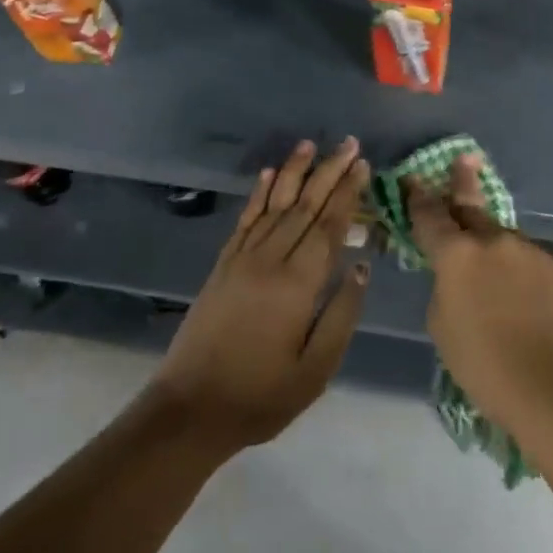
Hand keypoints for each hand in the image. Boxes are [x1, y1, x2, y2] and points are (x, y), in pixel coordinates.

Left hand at [152, 139, 371, 454]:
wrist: (190, 409)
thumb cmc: (261, 396)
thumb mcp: (315, 370)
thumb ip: (342, 315)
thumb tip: (362, 266)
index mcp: (297, 284)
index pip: (329, 226)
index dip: (347, 193)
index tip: (363, 165)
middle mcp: (270, 260)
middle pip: (305, 206)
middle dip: (329, 172)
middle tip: (349, 143)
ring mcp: (242, 259)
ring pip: (275, 204)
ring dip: (295, 172)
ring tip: (311, 144)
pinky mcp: (223, 265)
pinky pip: (245, 219)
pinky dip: (259, 193)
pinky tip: (269, 174)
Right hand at [407, 154, 552, 438]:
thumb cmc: (484, 364)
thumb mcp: (442, 324)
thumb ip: (445, 286)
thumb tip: (458, 275)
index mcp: (456, 254)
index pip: (430, 216)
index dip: (418, 198)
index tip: (413, 180)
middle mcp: (492, 241)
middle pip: (471, 206)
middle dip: (463, 182)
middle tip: (464, 160)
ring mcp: (527, 250)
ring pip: (502, 240)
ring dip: (492, 245)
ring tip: (493, 273)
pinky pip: (527, 262)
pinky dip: (518, 272)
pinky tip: (522, 299)